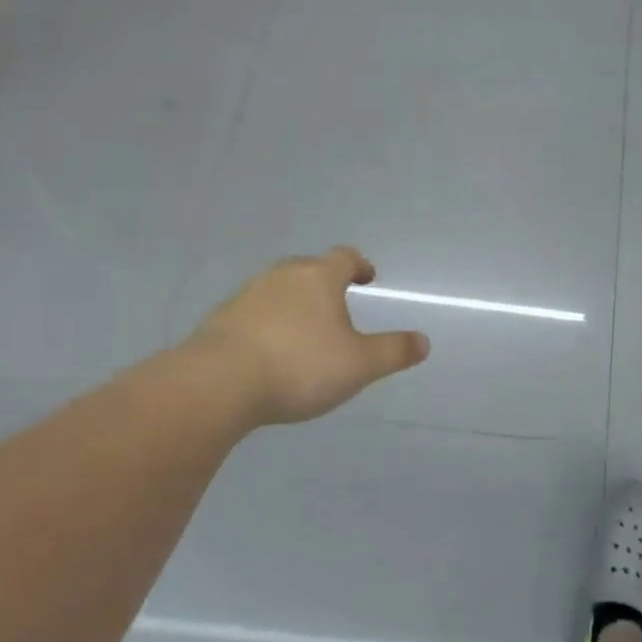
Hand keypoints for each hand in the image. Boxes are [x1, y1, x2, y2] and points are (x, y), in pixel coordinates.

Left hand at [186, 248, 429, 425]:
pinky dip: (270, 323)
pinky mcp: (222, 319)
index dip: (360, 265)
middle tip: (339, 304)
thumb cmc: (299, 366)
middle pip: (310, 269)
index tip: (368, 278)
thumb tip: (423, 342)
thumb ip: (393, 351)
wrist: (218, 383)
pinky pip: (255, 312)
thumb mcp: (359, 365)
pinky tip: (272, 351)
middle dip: (327, 283)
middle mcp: (283, 275)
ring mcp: (248, 295)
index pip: (345, 258)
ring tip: (306, 330)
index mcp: (319, 277)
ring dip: (296, 303)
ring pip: (280, 289)